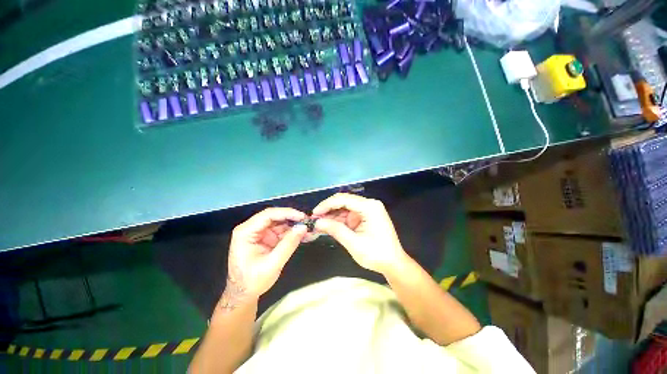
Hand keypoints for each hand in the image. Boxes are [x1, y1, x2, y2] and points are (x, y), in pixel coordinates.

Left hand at [221, 208, 307, 309]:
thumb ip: (288, 244)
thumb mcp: (272, 264)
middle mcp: (252, 228)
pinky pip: (282, 231)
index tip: (302, 217)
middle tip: (309, 223)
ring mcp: (261, 233)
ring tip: (309, 230)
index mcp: (246, 232)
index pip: (268, 215)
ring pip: (281, 223)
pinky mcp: (267, 238)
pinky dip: (293, 233)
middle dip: (293, 219)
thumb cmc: (252, 281)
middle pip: (275, 217)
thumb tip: (303, 227)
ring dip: (295, 226)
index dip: (287, 213)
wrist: (243, 295)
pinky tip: (304, 236)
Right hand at [313, 193, 407, 274]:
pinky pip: (349, 215)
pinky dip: (339, 220)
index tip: (314, 213)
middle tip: (315, 219)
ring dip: (333, 215)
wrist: (393, 264)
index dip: (327, 205)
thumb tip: (317, 222)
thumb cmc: (376, 254)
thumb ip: (335, 229)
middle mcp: (369, 204)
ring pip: (345, 208)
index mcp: (369, 207)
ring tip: (319, 223)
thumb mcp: (354, 243)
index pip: (343, 199)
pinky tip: (330, 225)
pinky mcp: (366, 216)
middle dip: (329, 210)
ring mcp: (368, 210)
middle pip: (344, 201)